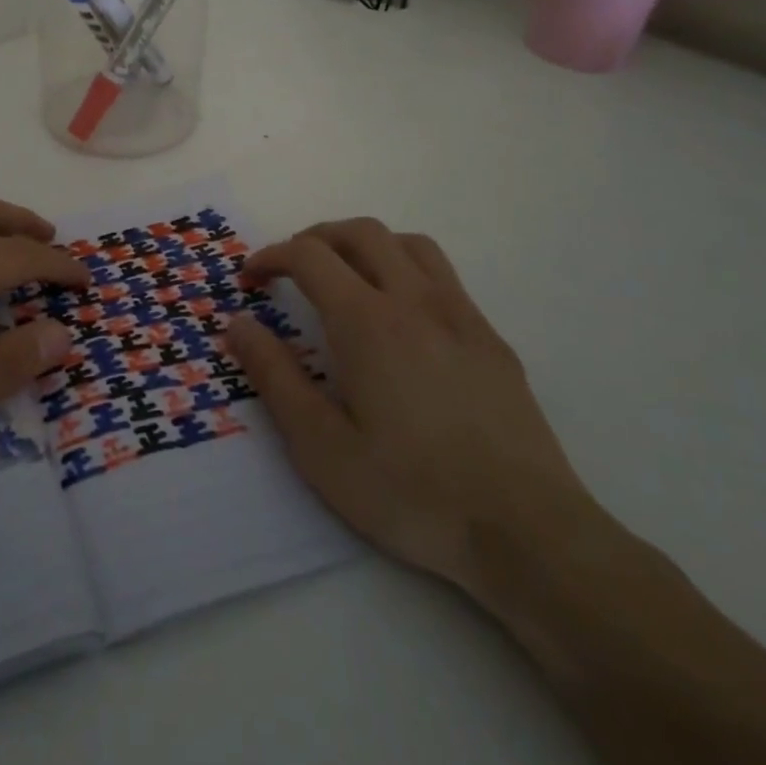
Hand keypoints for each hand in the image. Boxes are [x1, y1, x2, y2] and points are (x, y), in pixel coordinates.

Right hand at [226, 219, 590, 593]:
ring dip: (366, 244)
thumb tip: (238, 323)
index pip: (310, 255)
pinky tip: (401, 319)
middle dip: (316, 238)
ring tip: (344, 276)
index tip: (250, 279)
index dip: (272, 256)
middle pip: (361, 232)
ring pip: (408, 244)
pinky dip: (405, 270)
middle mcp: (415, 301)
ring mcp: (461, 316)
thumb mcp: (321, 446)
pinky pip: (442, 276)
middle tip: (290, 268)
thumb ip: (274, 376)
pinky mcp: (491, 339)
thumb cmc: (410, 492)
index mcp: (367, 321)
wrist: (527, 532)